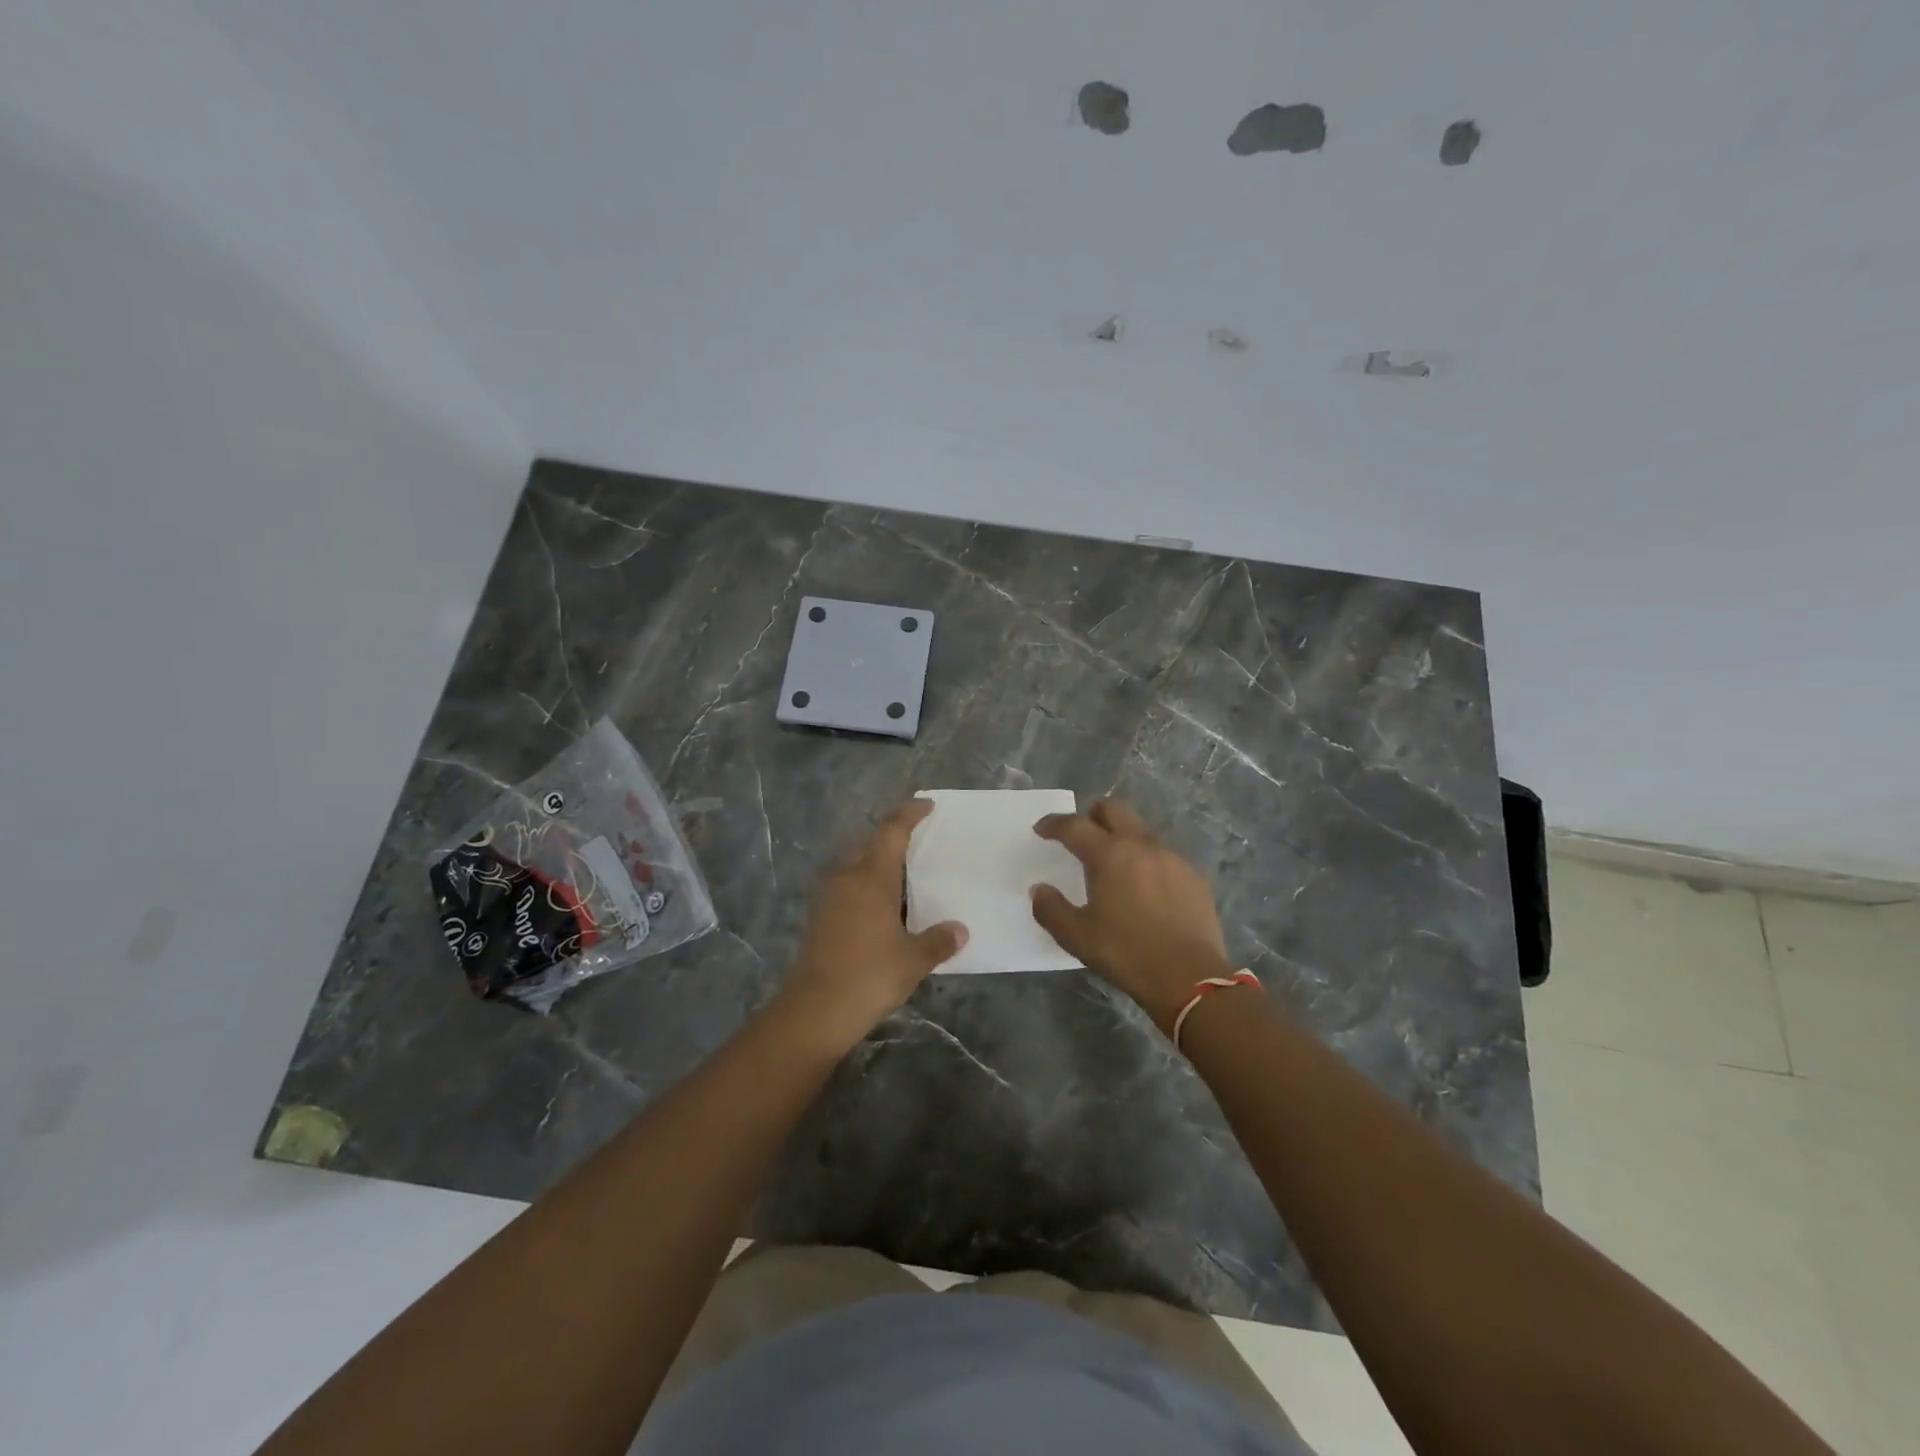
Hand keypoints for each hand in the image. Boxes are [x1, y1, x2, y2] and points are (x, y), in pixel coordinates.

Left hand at [779, 799, 967, 1047]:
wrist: (815, 1010)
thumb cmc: (869, 975)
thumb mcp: (913, 959)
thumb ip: (938, 940)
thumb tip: (959, 931)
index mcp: (871, 876)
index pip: (891, 830)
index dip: (909, 813)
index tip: (926, 805)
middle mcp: (847, 877)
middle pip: (870, 843)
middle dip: (893, 837)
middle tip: (921, 843)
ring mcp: (829, 896)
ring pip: (856, 864)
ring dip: (878, 863)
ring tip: (906, 876)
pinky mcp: (820, 916)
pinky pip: (848, 885)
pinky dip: (867, 884)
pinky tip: (885, 907)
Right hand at [1030, 799, 1232, 1033]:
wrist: (1191, 978)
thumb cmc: (1127, 954)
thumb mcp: (1076, 937)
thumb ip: (1051, 908)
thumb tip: (1040, 889)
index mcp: (1109, 854)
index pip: (1074, 825)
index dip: (1053, 824)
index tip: (1041, 829)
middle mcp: (1142, 845)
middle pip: (1114, 809)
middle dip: (1093, 815)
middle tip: (1082, 836)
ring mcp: (1173, 858)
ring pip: (1141, 832)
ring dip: (1123, 839)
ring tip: (1115, 868)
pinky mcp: (1195, 877)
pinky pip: (1165, 857)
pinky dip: (1148, 863)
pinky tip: (1147, 891)